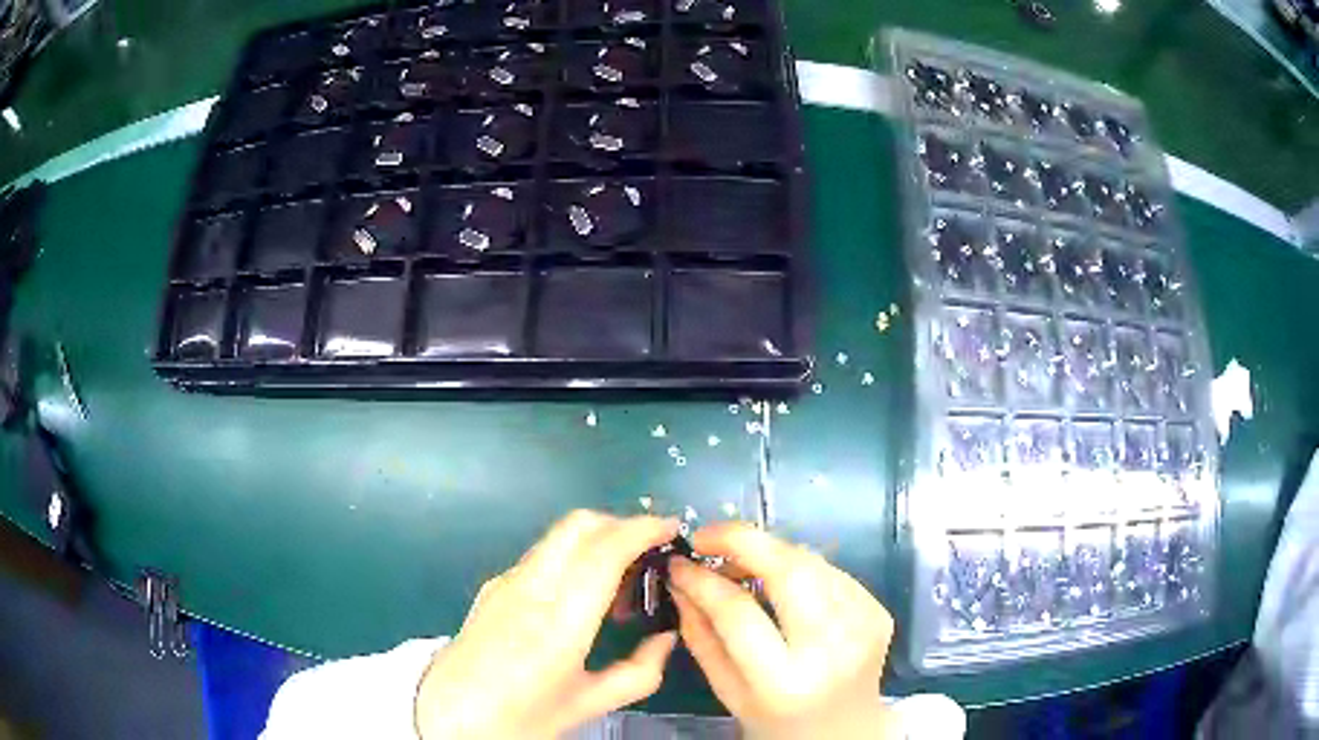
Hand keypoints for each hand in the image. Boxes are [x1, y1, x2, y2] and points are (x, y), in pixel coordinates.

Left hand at [415, 511, 680, 739]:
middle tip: (650, 554)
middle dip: (621, 524)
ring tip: (620, 584)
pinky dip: (573, 556)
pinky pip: (542, 555)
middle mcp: (530, 589)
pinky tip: (581, 597)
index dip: (642, 530)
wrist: (446, 714)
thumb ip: (639, 673)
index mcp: (558, 624)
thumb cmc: (520, 717)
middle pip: (579, 525)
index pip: (604, 552)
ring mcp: (506, 583)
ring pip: (559, 536)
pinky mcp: (493, 586)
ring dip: (596, 540)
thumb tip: (666, 638)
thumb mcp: (587, 706)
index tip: (672, 529)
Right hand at [667, 523, 897, 739]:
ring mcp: (863, 625)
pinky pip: (831, 572)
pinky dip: (800, 568)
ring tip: (739, 563)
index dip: (703, 580)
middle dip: (743, 541)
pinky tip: (782, 584)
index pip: (739, 612)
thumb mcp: (726, 690)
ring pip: (812, 561)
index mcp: (784, 680)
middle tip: (707, 538)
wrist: (844, 731)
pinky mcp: (878, 611)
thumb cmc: (776, 719)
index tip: (678, 563)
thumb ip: (701, 636)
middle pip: (791, 570)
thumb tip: (680, 581)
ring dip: (770, 552)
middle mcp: (831, 648)